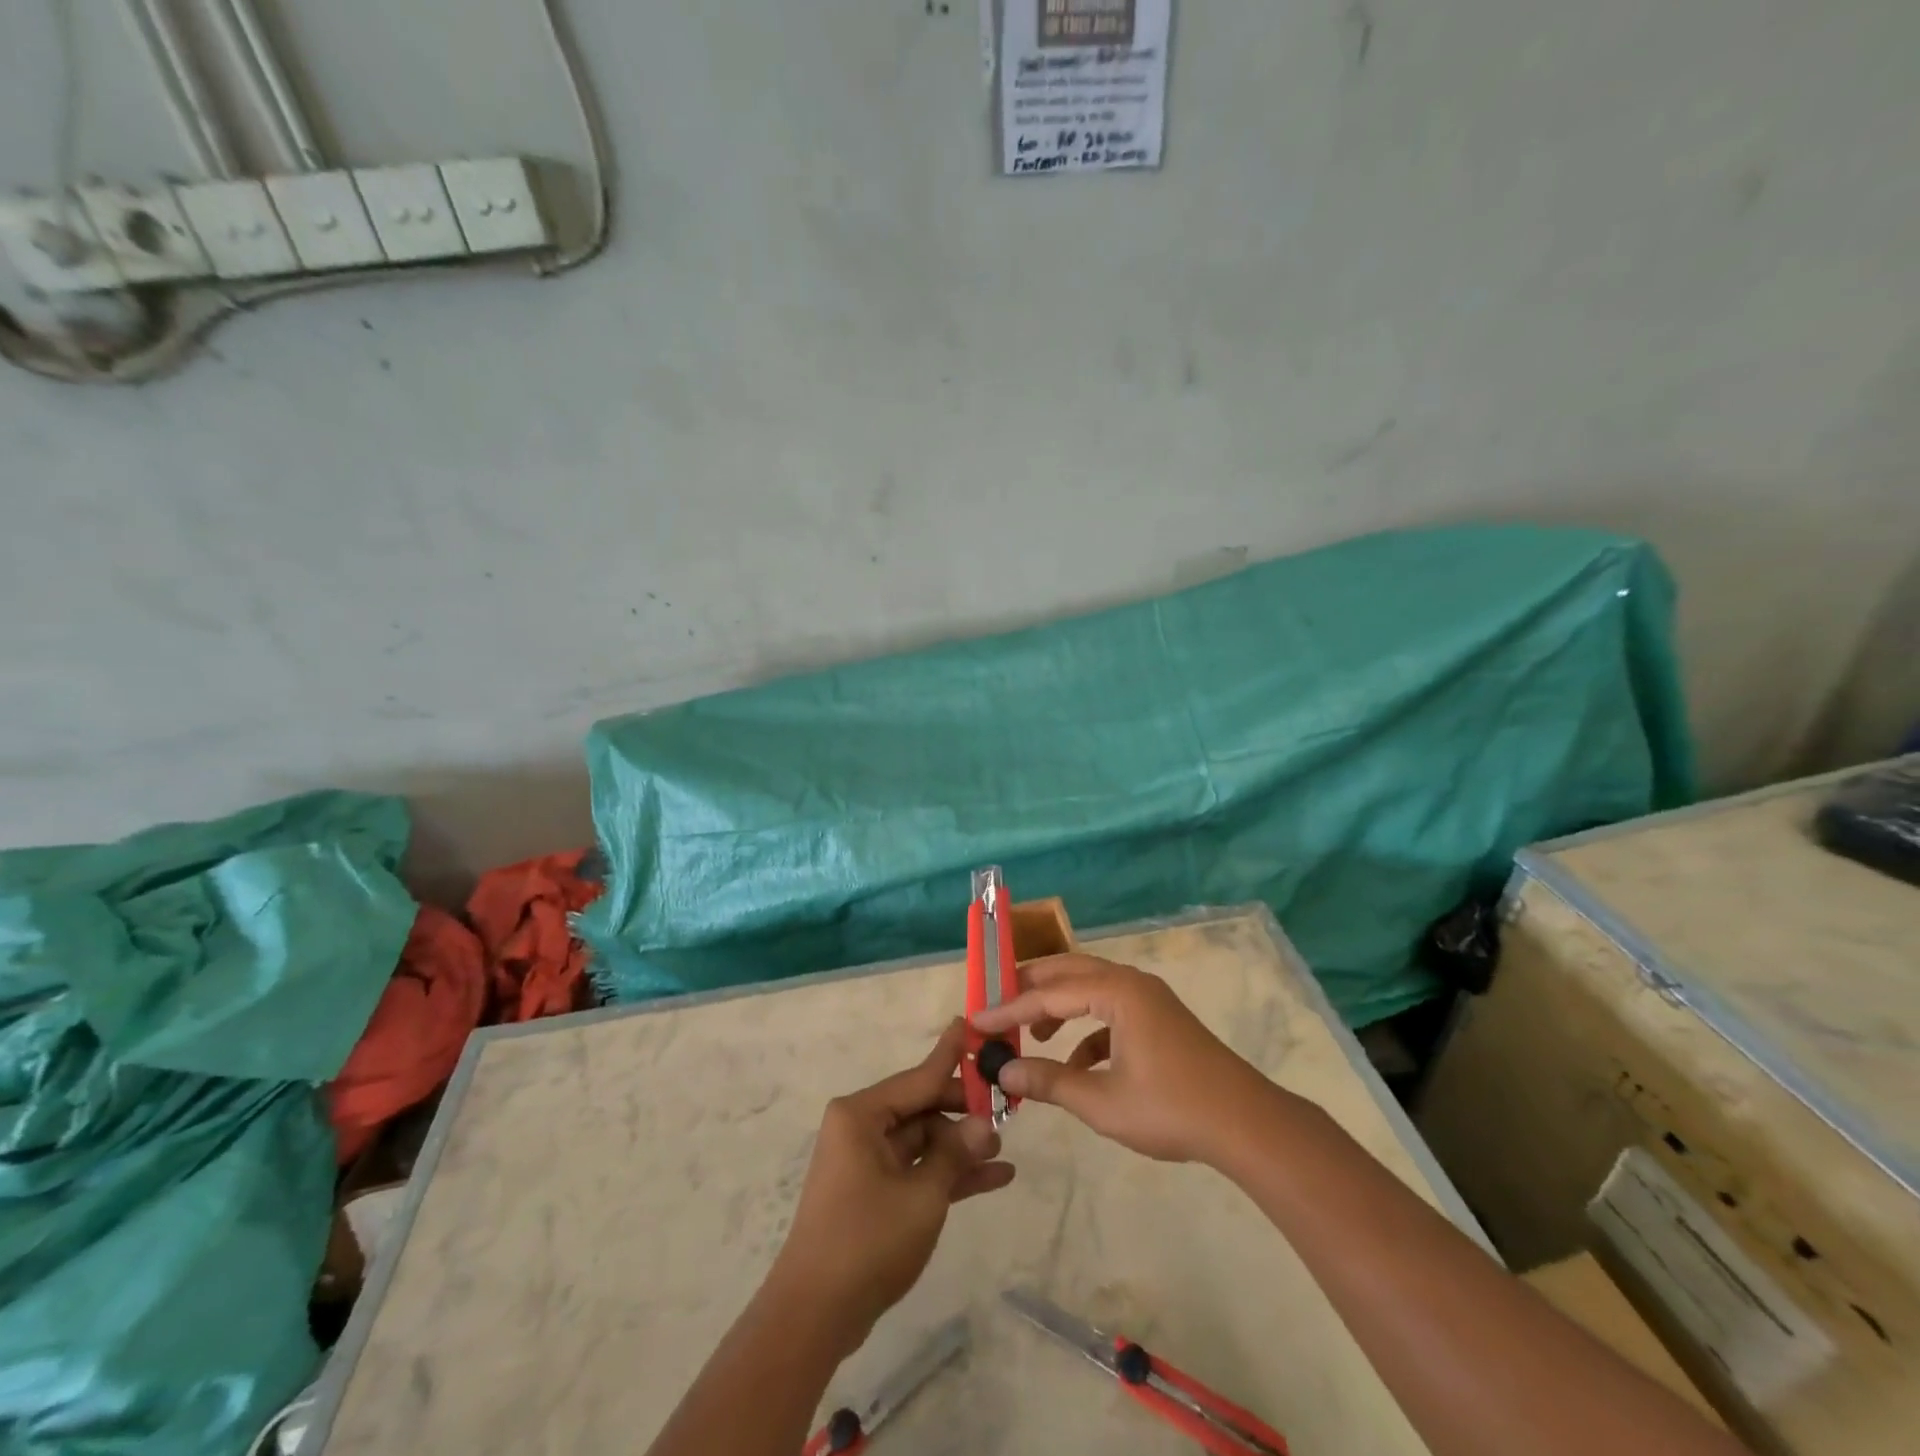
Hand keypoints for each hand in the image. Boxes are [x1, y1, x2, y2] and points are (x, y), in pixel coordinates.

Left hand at [766, 1020, 1015, 1350]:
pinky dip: (948, 1174)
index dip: (950, 1055)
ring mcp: (867, 1161)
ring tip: (1004, 1150)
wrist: (815, 1315)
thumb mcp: (922, 1195)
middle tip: (1007, 1111)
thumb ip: (954, 1154)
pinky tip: (994, 1178)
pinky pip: (917, 1170)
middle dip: (963, 1113)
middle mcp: (862, 1128)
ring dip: (960, 1148)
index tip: (971, 1024)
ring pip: (924, 1141)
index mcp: (861, 1114)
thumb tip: (984, 1124)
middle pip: (922, 1107)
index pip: (918, 1077)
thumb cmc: (866, 1240)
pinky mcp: (874, 1192)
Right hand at [971, 954, 1274, 1165]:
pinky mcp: (1158, 1019)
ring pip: (1090, 988)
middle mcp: (1130, 983)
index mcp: (1116, 991)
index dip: (1009, 1009)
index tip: (976, 1020)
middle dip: (1031, 988)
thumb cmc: (1171, 1109)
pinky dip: (1086, 1029)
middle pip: (1068, 972)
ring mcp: (1148, 999)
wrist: (1246, 1125)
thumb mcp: (1102, 1102)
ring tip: (1032, 1033)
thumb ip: (1050, 1082)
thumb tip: (1004, 1072)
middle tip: (997, 1005)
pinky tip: (1076, 1065)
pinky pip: (1111, 1011)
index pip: (1048, 993)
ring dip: (1058, 1006)